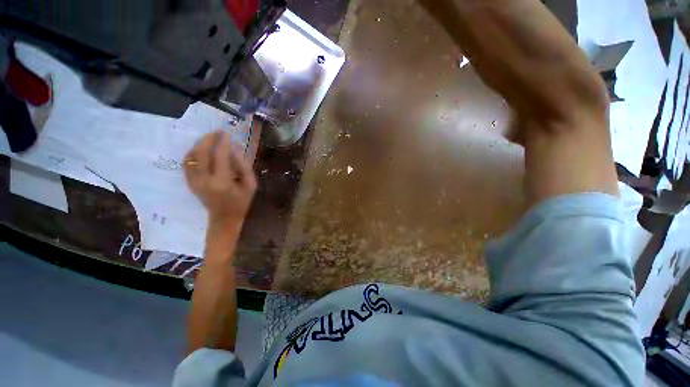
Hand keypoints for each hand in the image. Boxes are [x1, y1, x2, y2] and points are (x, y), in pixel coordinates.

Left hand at [185, 130, 256, 227]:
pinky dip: (192, 153)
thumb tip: (236, 148)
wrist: (224, 218)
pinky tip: (200, 150)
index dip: (223, 143)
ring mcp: (194, 181)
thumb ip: (244, 167)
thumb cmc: (241, 202)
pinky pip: (187, 163)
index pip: (220, 156)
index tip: (226, 133)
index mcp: (222, 181)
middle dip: (208, 139)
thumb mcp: (250, 185)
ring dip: (199, 144)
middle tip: (216, 132)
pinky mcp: (190, 182)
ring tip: (209, 139)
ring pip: (191, 156)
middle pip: (201, 153)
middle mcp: (204, 180)